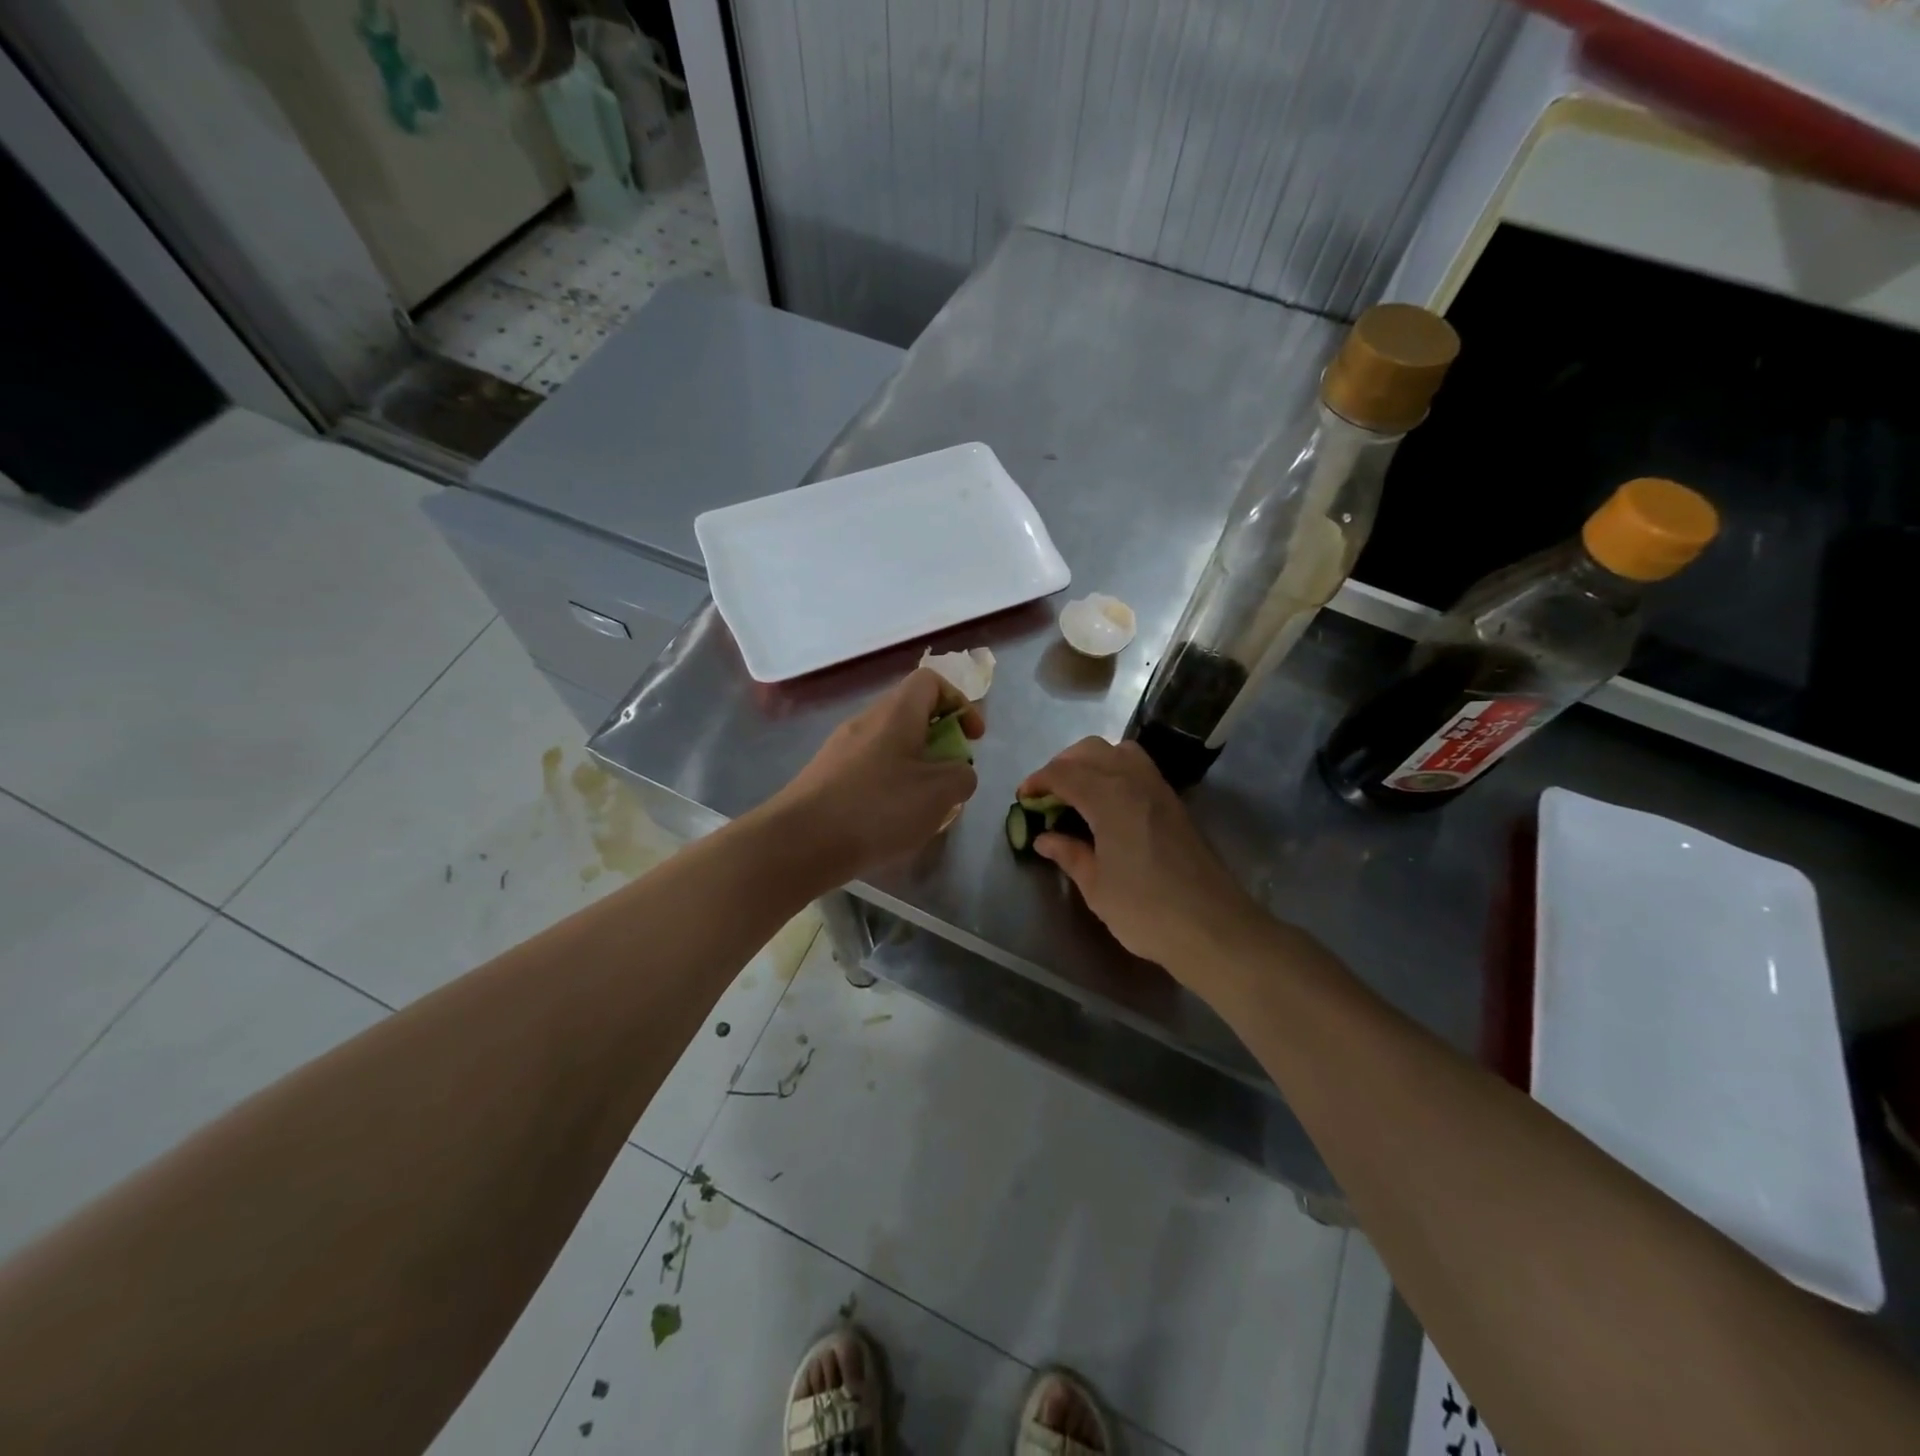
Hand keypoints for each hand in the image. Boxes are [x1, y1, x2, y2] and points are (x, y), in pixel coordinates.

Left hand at [767, 669, 984, 883]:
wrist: (800, 842)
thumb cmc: (878, 808)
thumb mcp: (939, 793)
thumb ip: (962, 776)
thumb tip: (959, 772)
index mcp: (896, 712)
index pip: (931, 681)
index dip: (960, 702)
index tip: (973, 738)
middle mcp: (866, 721)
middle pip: (911, 714)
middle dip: (939, 742)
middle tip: (949, 776)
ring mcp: (841, 748)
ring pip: (890, 745)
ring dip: (915, 768)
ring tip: (924, 807)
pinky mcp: (826, 776)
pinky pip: (869, 769)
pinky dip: (889, 786)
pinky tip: (890, 823)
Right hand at [1017, 737, 1265, 978]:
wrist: (1214, 927)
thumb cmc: (1146, 910)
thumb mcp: (1096, 886)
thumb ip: (1069, 854)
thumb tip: (1044, 837)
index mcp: (1109, 798)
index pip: (1064, 773)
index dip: (1038, 781)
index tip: (1022, 799)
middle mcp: (1134, 781)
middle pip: (1090, 751)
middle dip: (1061, 765)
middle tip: (1046, 795)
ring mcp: (1159, 789)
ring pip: (1118, 751)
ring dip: (1091, 762)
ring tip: (1076, 793)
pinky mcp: (1174, 803)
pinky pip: (1138, 767)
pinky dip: (1114, 770)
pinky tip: (1106, 802)